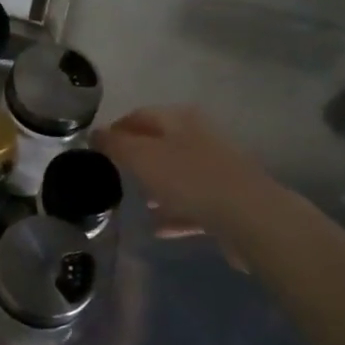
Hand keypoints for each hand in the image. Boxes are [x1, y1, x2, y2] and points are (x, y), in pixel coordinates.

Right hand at [94, 106, 276, 243]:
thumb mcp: (142, 157)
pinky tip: (159, 229)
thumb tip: (95, 133)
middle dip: (138, 158)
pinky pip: (193, 204)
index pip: (140, 115)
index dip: (116, 128)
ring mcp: (217, 170)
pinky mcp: (226, 200)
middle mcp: (200, 138)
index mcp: (180, 120)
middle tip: (114, 174)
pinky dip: (175, 213)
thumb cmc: (189, 178)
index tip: (96, 148)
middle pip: (161, 144)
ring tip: (137, 204)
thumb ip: (116, 144)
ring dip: (157, 187)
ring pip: (178, 175)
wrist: (249, 216)